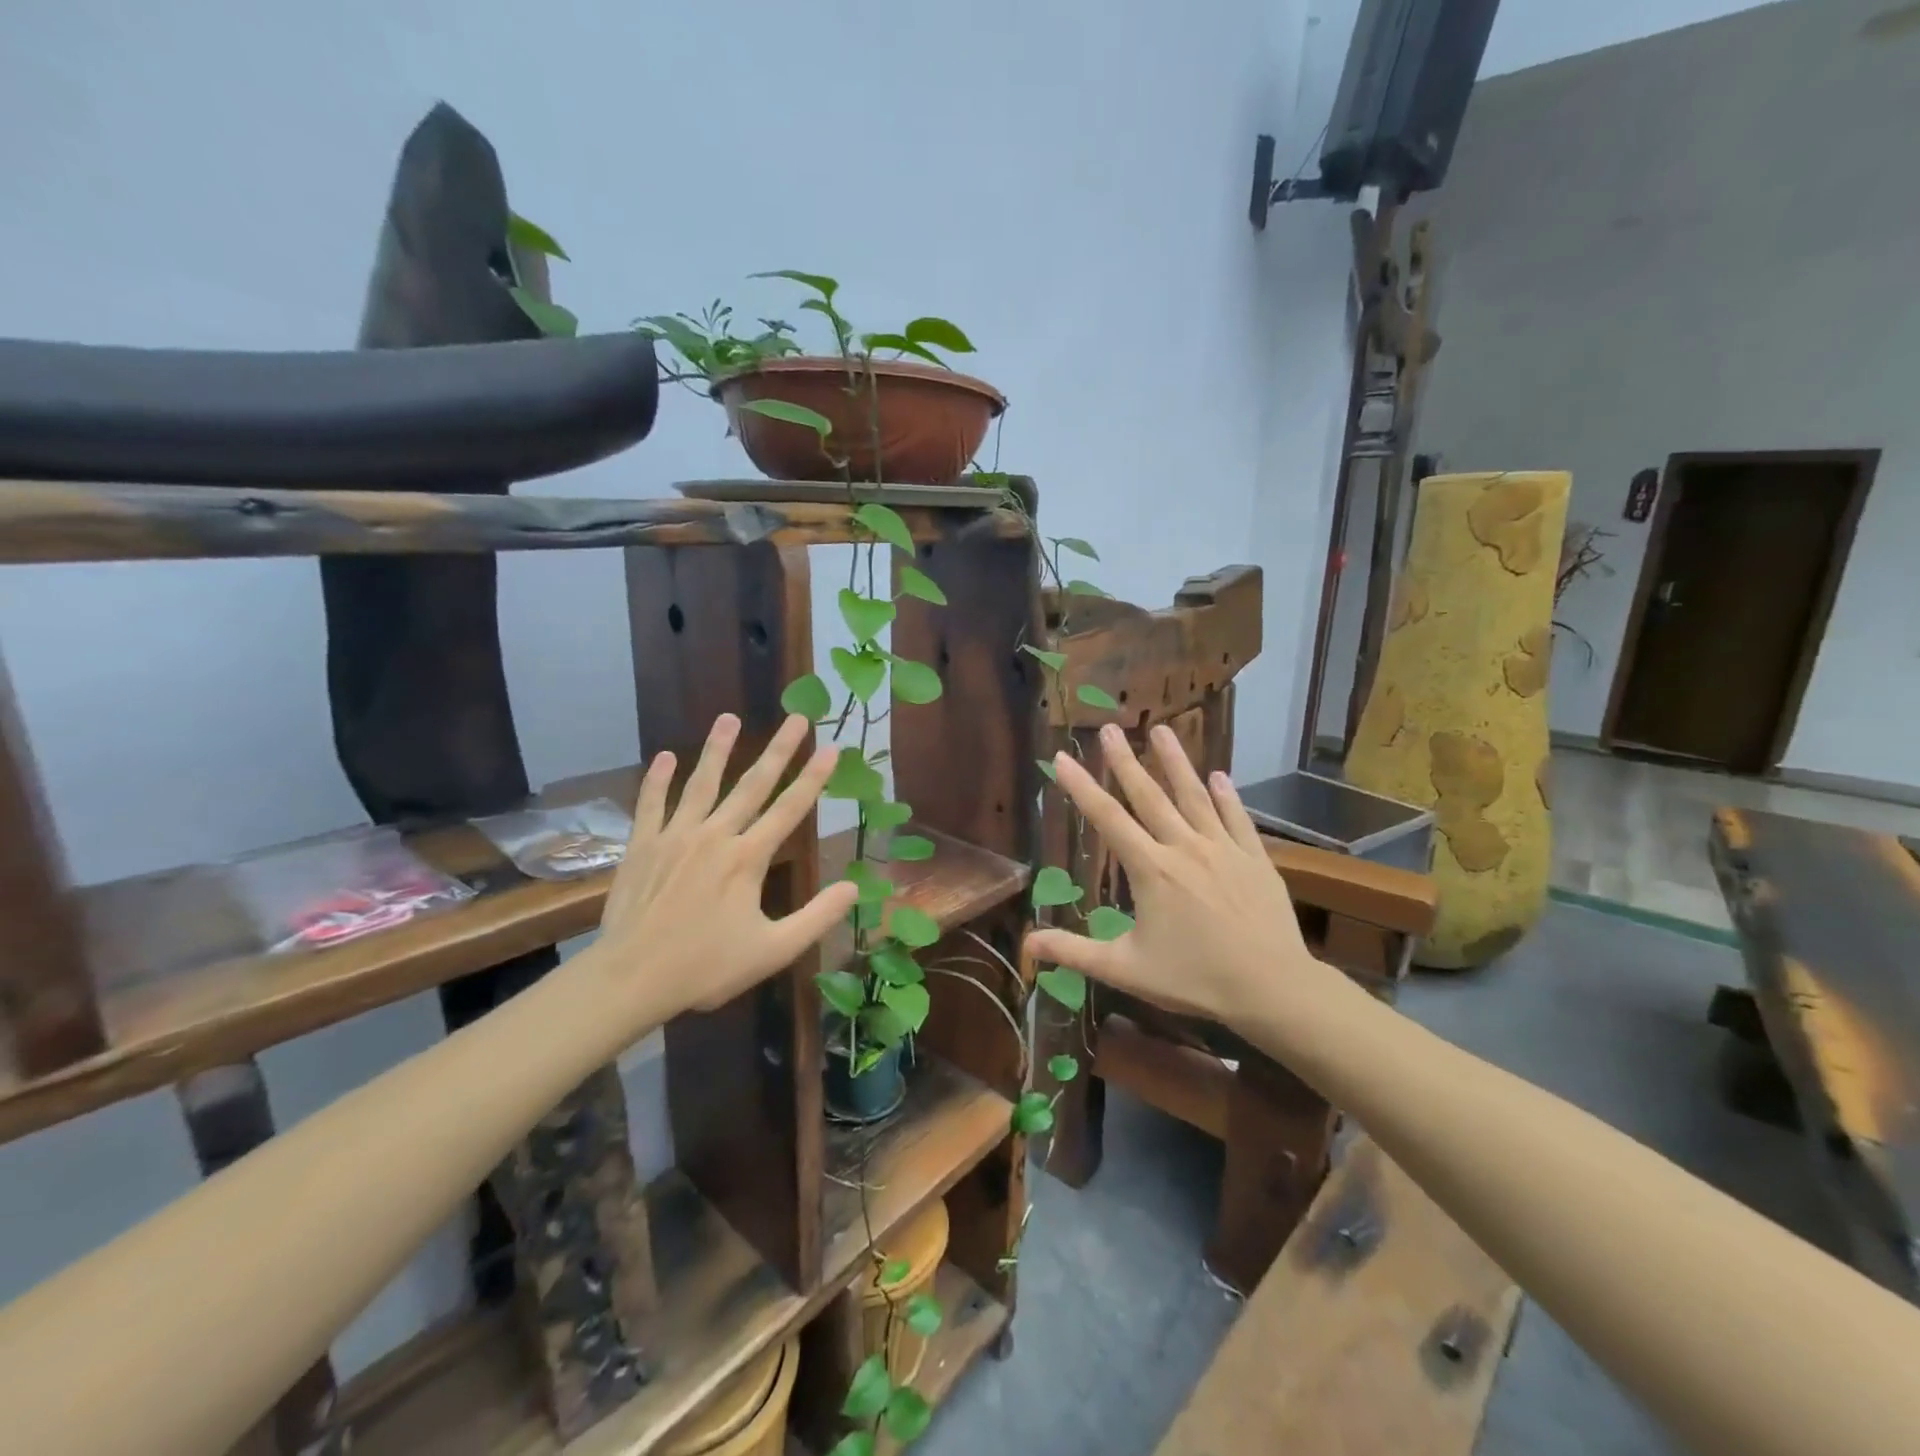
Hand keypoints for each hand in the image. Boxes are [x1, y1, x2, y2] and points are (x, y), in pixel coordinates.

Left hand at [590, 712, 856, 1024]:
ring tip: (728, 718)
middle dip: (779, 750)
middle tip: (797, 718)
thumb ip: (817, 918)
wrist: (631, 978)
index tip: (832, 748)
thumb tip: (853, 888)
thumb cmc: (705, 967)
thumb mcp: (773, 950)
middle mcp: (715, 836)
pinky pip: (651, 804)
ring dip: (717, 749)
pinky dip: (657, 780)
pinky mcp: (642, 846)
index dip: (814, 778)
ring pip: (701, 784)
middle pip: (752, 785)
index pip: (790, 809)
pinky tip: (665, 756)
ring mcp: (675, 837)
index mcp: (748, 859)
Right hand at [1026, 723, 1322, 1028]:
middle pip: (1149, 796)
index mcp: (1151, 870)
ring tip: (1161, 730)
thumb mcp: (1126, 970)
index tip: (1062, 758)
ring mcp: (1223, 849)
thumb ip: (1075, 952)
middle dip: (1124, 761)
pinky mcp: (1255, 858)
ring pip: (1194, 796)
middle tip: (1109, 728)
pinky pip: (1237, 818)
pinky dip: (1227, 795)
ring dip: (1175, 762)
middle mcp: (1184, 848)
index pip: (1107, 819)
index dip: (1081, 787)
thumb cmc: (1195, 979)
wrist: (1272, 988)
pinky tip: (1220, 776)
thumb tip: (1026, 945)